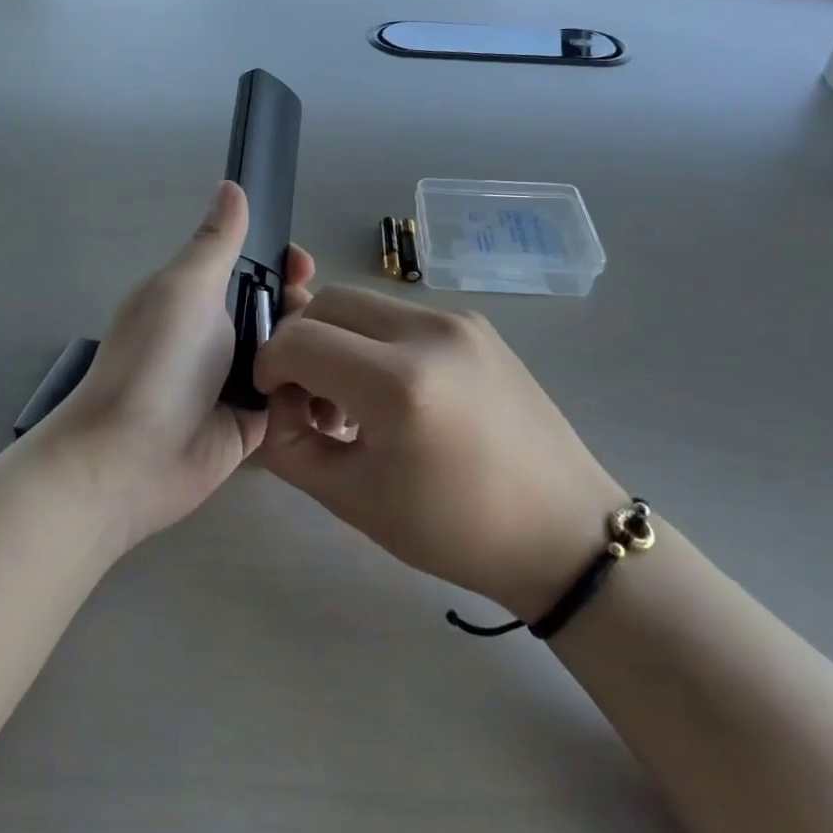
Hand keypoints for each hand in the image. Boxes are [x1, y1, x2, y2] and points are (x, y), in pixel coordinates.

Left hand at [43, 181, 313, 550]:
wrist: (132, 457)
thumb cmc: (159, 360)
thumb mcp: (187, 288)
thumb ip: (217, 241)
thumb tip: (231, 185)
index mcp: (198, 296)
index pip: (252, 267)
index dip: (282, 262)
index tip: (305, 266)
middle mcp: (217, 334)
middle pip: (278, 309)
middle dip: (305, 307)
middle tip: (316, 318)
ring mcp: (234, 380)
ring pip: (290, 352)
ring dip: (313, 349)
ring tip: (330, 354)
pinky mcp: (251, 422)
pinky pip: (290, 396)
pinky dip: (310, 388)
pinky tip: (340, 385)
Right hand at [255, 287, 623, 621]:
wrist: (562, 530)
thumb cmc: (456, 530)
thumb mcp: (353, 500)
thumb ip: (290, 445)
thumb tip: (274, 403)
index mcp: (398, 383)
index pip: (299, 340)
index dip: (270, 365)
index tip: (273, 399)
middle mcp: (428, 332)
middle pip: (329, 302)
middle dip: (300, 340)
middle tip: (306, 395)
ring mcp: (459, 320)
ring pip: (365, 304)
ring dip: (338, 338)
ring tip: (350, 399)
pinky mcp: (478, 325)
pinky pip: (402, 316)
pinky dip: (376, 341)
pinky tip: (393, 393)